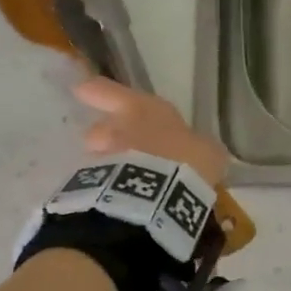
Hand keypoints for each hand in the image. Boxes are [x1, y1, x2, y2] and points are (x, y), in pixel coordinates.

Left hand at [74, 78, 228, 187]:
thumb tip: (201, 150)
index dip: (97, 92)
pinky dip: (110, 190)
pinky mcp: (95, 187)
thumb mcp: (206, 152)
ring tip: (127, 183)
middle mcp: (116, 128)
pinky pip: (102, 184)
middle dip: (106, 139)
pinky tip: (125, 201)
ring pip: (99, 158)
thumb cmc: (187, 160)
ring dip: (109, 166)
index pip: (108, 92)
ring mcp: (102, 158)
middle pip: (99, 129)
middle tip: (121, 152)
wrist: (158, 197)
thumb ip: (197, 147)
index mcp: (143, 109)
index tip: (84, 90)